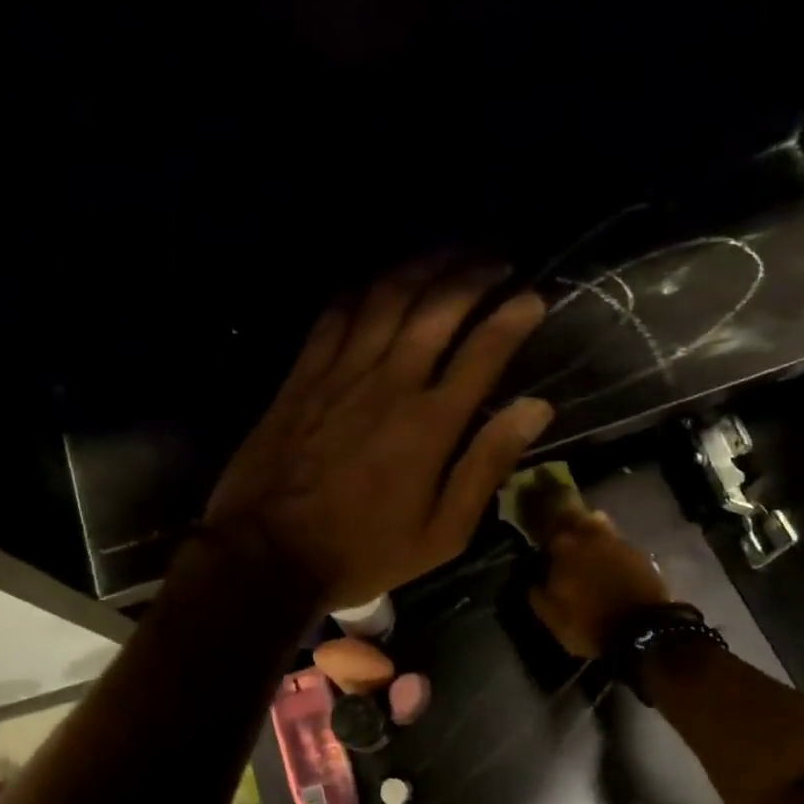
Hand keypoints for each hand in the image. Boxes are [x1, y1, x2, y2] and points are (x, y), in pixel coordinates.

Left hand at [205, 255, 553, 609]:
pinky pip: (335, 312)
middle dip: (473, 272)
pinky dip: (363, 286)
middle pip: (437, 306)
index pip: (485, 349)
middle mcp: (390, 381)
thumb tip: (535, 409)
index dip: (514, 316)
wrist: (268, 554)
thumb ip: (487, 465)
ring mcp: (341, 372)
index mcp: (431, 422)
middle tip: (498, 258)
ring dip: (423, 264)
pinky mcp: (303, 374)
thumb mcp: (442, 532)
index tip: (534, 297)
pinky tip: (380, 276)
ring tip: (450, 250)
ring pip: (387, 296)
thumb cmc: (362, 551)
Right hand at [528, 510, 670, 657]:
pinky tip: (611, 564)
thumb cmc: (589, 624)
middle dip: (566, 524)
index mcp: (564, 549)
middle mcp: (590, 538)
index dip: (544, 541)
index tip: (542, 552)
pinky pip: (618, 544)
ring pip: (599, 525)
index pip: (546, 532)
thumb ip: (537, 593)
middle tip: (563, 541)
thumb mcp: (552, 618)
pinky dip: (611, 550)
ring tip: (588, 549)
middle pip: (574, 517)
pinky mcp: (640, 555)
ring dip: (590, 532)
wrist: (643, 633)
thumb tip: (533, 580)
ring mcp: (618, 543)